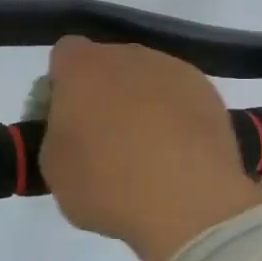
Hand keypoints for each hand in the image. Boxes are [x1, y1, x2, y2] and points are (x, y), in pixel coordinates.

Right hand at [41, 37, 261, 260]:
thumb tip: (74, 128)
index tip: (66, 119)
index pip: (65, 54)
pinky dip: (174, 117)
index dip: (62, 85)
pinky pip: (179, 97)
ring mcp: (173, 70)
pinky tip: (177, 154)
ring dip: (141, 102)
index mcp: (82, 68)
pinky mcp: (208, 93)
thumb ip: (56, 133)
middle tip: (104, 138)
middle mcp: (127, 56)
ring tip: (147, 151)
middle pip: (108, 64)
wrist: (188, 205)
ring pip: (146, 78)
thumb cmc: (106, 185)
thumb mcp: (53, 167)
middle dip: (103, 91)